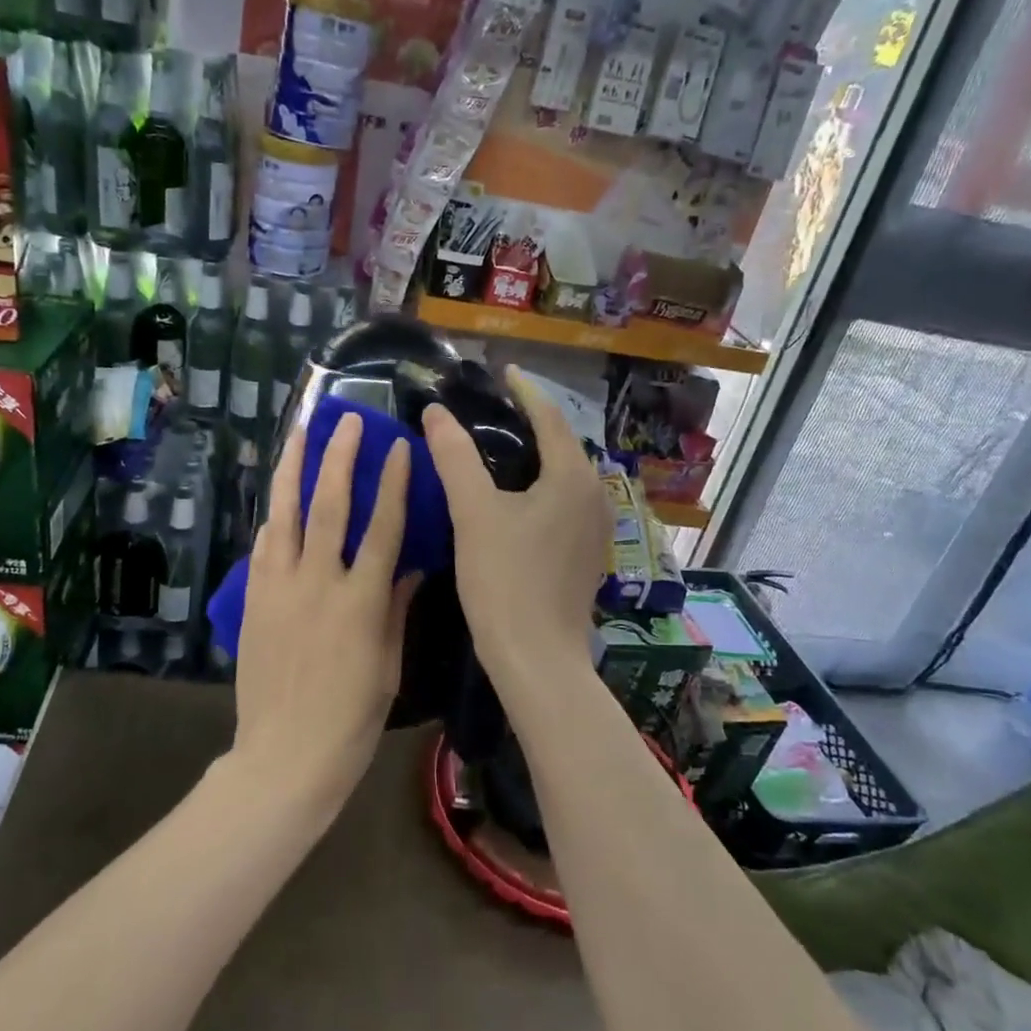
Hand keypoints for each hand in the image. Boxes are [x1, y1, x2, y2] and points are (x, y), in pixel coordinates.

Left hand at [231, 413, 417, 806]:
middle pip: (329, 506)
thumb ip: (396, 607)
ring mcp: (279, 588)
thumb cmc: (351, 717)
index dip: (393, 484)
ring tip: (299, 433)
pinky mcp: (254, 599)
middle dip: (339, 458)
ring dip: (294, 469)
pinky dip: (273, 517)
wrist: (285, 756)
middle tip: (347, 420)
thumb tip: (410, 565)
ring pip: (285, 515)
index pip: (382, 528)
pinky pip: (263, 547)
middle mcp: (318, 583)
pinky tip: (278, 497)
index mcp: (361, 602)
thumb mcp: (388, 664)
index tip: (398, 447)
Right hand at [423, 367, 609, 687]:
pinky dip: (541, 483)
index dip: (526, 391)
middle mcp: (594, 496)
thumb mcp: (473, 512)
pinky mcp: (586, 553)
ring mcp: (594, 528)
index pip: (550, 418)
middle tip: (495, 406)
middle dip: (532, 420)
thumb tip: (436, 412)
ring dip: (537, 453)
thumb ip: (454, 457)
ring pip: (564, 474)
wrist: (538, 658)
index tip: (504, 371)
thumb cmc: (505, 580)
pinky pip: (564, 500)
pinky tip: (515, 494)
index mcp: (572, 478)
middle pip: (562, 444)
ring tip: (501, 443)